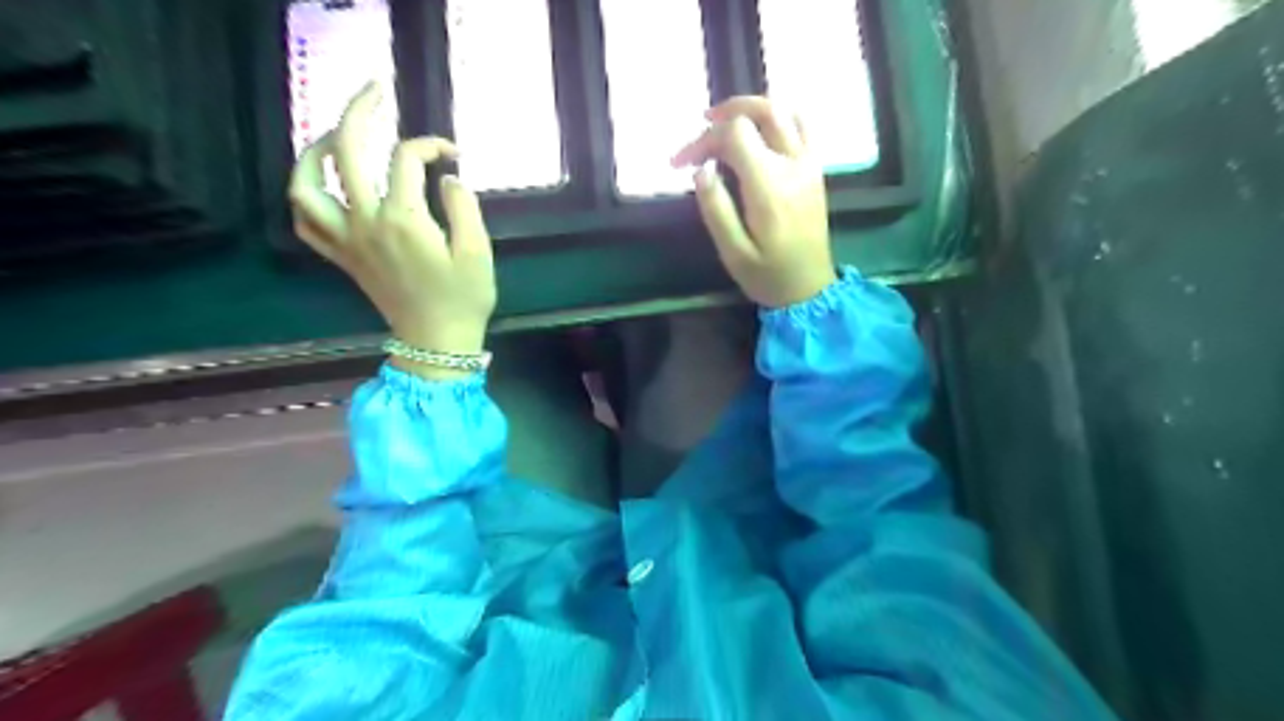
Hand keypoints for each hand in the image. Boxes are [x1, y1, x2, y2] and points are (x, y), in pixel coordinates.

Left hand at [287, 83, 490, 379]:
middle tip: (374, 91)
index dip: (431, 145)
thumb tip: (448, 177)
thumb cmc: (464, 299)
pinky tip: (321, 186)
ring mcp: (347, 240)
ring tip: (334, 135)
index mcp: (403, 218)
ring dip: (314, 151)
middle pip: (346, 151)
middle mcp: (366, 222)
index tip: (454, 153)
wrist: (437, 341)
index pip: (406, 159)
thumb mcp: (478, 252)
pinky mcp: (342, 257)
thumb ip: (463, 207)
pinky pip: (306, 222)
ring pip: (307, 184)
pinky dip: (305, 197)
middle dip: (358, 111)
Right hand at [666, 96, 837, 309]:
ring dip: (753, 107)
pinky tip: (761, 130)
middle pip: (762, 111)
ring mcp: (809, 164)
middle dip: (727, 113)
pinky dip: (780, 116)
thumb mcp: (733, 252)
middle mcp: (793, 165)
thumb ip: (715, 209)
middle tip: (702, 125)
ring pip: (785, 111)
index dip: (703, 140)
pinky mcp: (816, 170)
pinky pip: (803, 126)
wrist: (810, 289)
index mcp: (769, 186)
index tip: (681, 163)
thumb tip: (701, 170)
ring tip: (727, 121)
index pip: (735, 134)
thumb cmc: (767, 275)